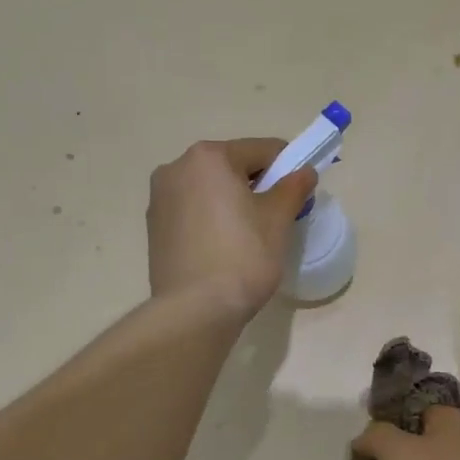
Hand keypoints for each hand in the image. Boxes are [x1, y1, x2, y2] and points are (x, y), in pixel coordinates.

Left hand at [147, 139, 317, 318]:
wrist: (195, 310)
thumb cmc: (242, 257)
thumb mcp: (277, 220)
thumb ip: (293, 187)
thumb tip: (304, 172)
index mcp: (208, 157)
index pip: (261, 150)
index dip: (288, 168)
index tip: (300, 193)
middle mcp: (176, 168)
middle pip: (232, 167)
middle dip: (257, 185)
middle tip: (277, 218)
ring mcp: (159, 198)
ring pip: (210, 190)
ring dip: (232, 202)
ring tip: (249, 237)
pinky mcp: (154, 227)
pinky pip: (193, 212)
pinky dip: (211, 220)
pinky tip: (224, 248)